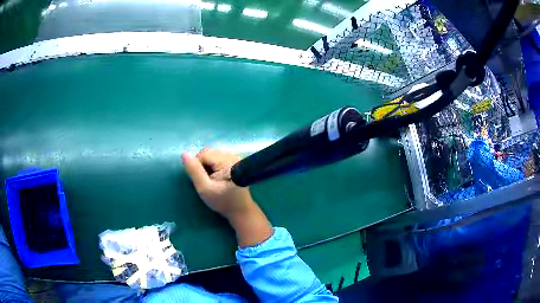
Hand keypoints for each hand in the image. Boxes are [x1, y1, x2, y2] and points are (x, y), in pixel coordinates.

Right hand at [182, 147, 254, 219]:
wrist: (240, 210)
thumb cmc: (222, 201)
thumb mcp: (204, 188)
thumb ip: (194, 171)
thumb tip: (184, 153)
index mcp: (227, 161)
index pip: (204, 154)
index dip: (197, 166)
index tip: (201, 180)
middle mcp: (232, 155)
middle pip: (208, 152)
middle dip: (202, 165)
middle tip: (206, 181)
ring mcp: (234, 157)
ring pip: (212, 155)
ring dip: (207, 166)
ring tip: (211, 180)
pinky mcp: (234, 162)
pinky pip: (217, 158)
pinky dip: (213, 166)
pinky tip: (216, 178)